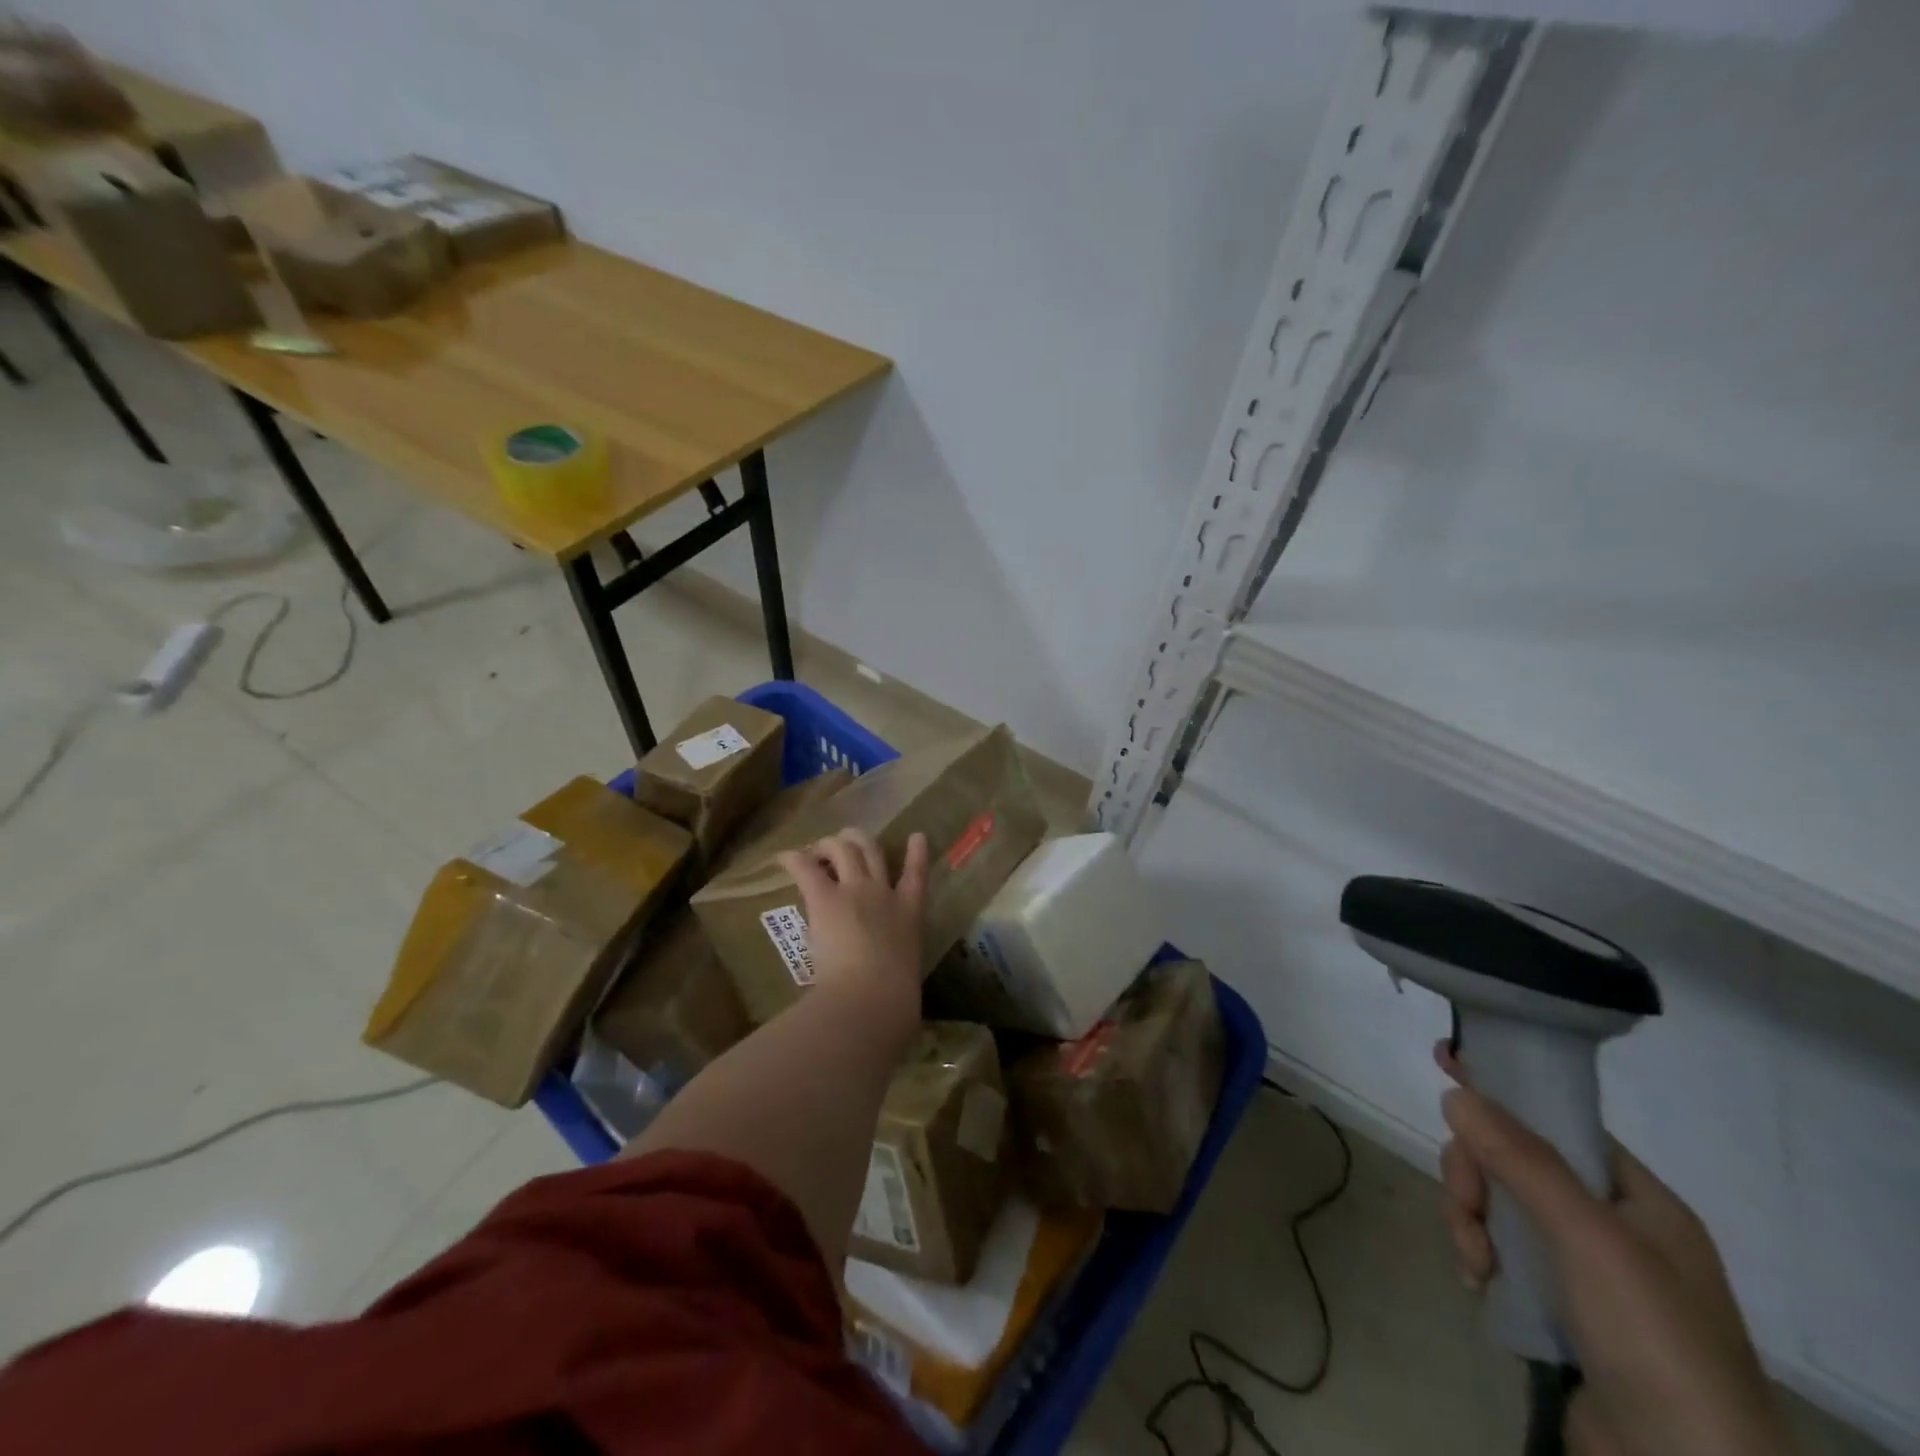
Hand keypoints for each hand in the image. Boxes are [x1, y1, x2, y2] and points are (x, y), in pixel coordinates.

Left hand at [777, 829, 926, 1018]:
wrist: (873, 994)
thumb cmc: (895, 999)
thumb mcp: (905, 980)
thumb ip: (898, 977)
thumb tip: (895, 1003)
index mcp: (909, 915)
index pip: (916, 876)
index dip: (917, 854)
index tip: (916, 836)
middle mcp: (883, 893)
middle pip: (873, 851)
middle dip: (859, 840)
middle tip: (844, 841)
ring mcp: (855, 890)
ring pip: (844, 849)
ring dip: (828, 845)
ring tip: (815, 850)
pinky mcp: (825, 898)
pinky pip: (806, 868)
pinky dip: (793, 859)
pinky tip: (783, 857)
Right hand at [1435, 1045, 1792, 1455]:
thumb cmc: (1653, 1339)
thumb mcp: (1590, 1239)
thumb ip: (1522, 1160)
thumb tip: (1458, 1093)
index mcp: (1637, 1200)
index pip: (1558, 1120)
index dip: (1503, 1090)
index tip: (1445, 1060)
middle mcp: (1611, 1226)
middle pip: (1513, 1160)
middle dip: (1476, 1175)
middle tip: (1469, 1207)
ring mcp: (1581, 1269)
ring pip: (1497, 1204)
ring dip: (1471, 1220)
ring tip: (1476, 1263)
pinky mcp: (1555, 1306)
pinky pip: (1498, 1250)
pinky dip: (1479, 1256)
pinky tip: (1480, 1283)